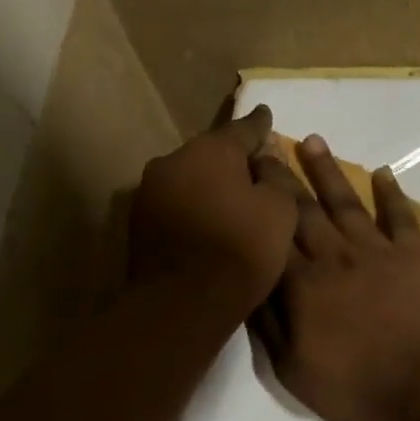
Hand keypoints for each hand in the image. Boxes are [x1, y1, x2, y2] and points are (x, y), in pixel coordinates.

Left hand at [129, 106, 299, 313]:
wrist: (182, 303)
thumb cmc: (240, 251)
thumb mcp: (280, 211)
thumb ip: (275, 177)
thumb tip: (264, 161)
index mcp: (211, 150)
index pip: (243, 129)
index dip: (260, 125)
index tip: (266, 116)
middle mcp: (173, 160)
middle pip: (211, 154)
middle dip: (231, 161)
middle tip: (253, 171)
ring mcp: (150, 191)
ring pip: (189, 179)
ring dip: (208, 186)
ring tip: (229, 203)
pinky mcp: (139, 222)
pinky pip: (176, 205)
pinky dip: (193, 209)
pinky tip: (207, 225)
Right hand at [253, 135, 419, 420]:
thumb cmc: (353, 387)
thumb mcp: (291, 369)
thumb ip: (267, 325)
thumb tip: (247, 285)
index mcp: (301, 284)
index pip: (271, 232)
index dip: (256, 200)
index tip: (241, 171)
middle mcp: (334, 256)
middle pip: (302, 208)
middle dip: (281, 174)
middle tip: (265, 142)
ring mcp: (376, 253)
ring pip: (345, 203)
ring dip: (327, 170)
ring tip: (311, 140)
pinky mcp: (413, 258)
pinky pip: (399, 217)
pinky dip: (391, 194)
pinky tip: (383, 173)